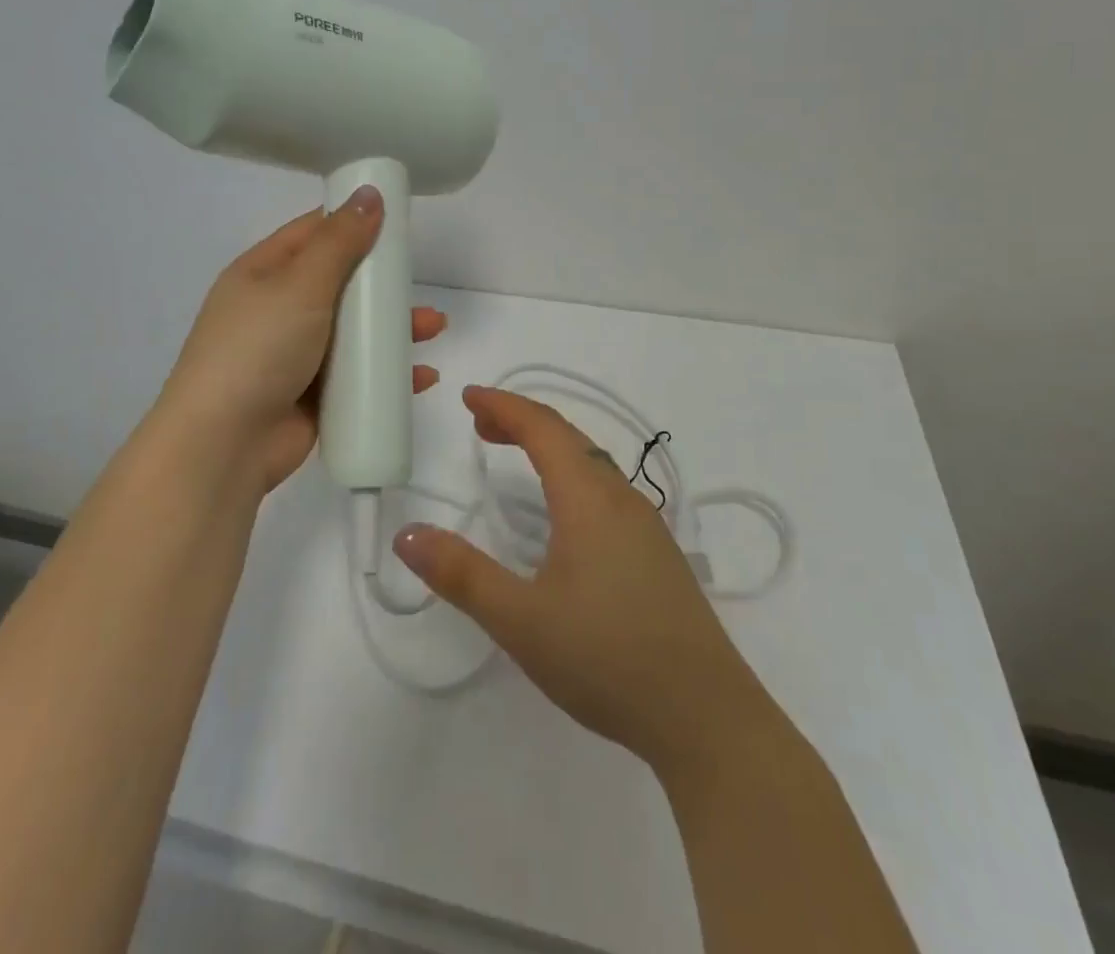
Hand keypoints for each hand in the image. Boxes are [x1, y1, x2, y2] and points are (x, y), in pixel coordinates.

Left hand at [157, 186, 446, 493]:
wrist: (224, 444)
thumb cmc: (258, 349)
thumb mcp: (300, 284)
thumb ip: (340, 241)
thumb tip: (370, 193)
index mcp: (262, 273)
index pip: (312, 234)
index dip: (351, 223)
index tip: (395, 221)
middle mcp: (277, 309)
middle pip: (340, 284)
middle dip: (382, 284)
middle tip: (417, 283)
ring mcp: (294, 355)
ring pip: (353, 332)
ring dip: (392, 329)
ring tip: (432, 329)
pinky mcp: (312, 396)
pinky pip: (356, 376)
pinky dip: (387, 373)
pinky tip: (420, 376)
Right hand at [394, 387, 781, 777]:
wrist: (707, 718)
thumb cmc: (607, 658)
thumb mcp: (521, 620)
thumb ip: (462, 575)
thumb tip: (407, 535)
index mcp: (588, 498)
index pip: (542, 428)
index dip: (504, 406)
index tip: (469, 397)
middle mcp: (621, 498)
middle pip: (569, 438)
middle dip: (522, 422)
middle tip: (481, 425)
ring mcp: (646, 526)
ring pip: (592, 463)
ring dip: (549, 448)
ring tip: (514, 457)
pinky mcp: (658, 554)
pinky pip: (607, 490)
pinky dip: (572, 475)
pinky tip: (564, 513)